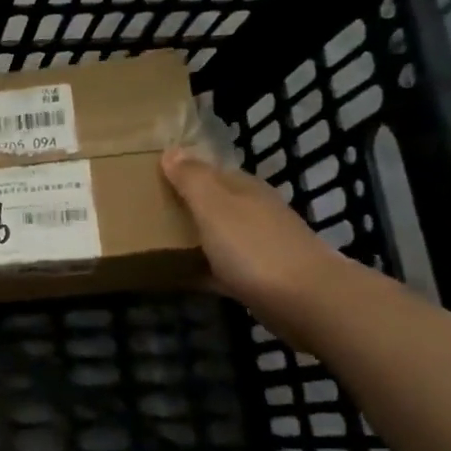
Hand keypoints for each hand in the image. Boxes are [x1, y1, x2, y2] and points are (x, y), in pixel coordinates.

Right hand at [160, 146, 342, 311]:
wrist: (305, 301)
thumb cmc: (254, 246)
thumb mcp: (215, 205)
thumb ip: (192, 179)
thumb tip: (172, 149)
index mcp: (244, 189)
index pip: (210, 170)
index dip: (183, 171)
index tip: (149, 177)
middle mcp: (254, 212)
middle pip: (214, 203)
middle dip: (185, 204)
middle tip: (145, 209)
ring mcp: (258, 247)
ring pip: (217, 235)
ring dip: (192, 237)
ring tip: (154, 242)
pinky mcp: (258, 280)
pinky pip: (219, 269)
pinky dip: (200, 270)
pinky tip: (178, 276)